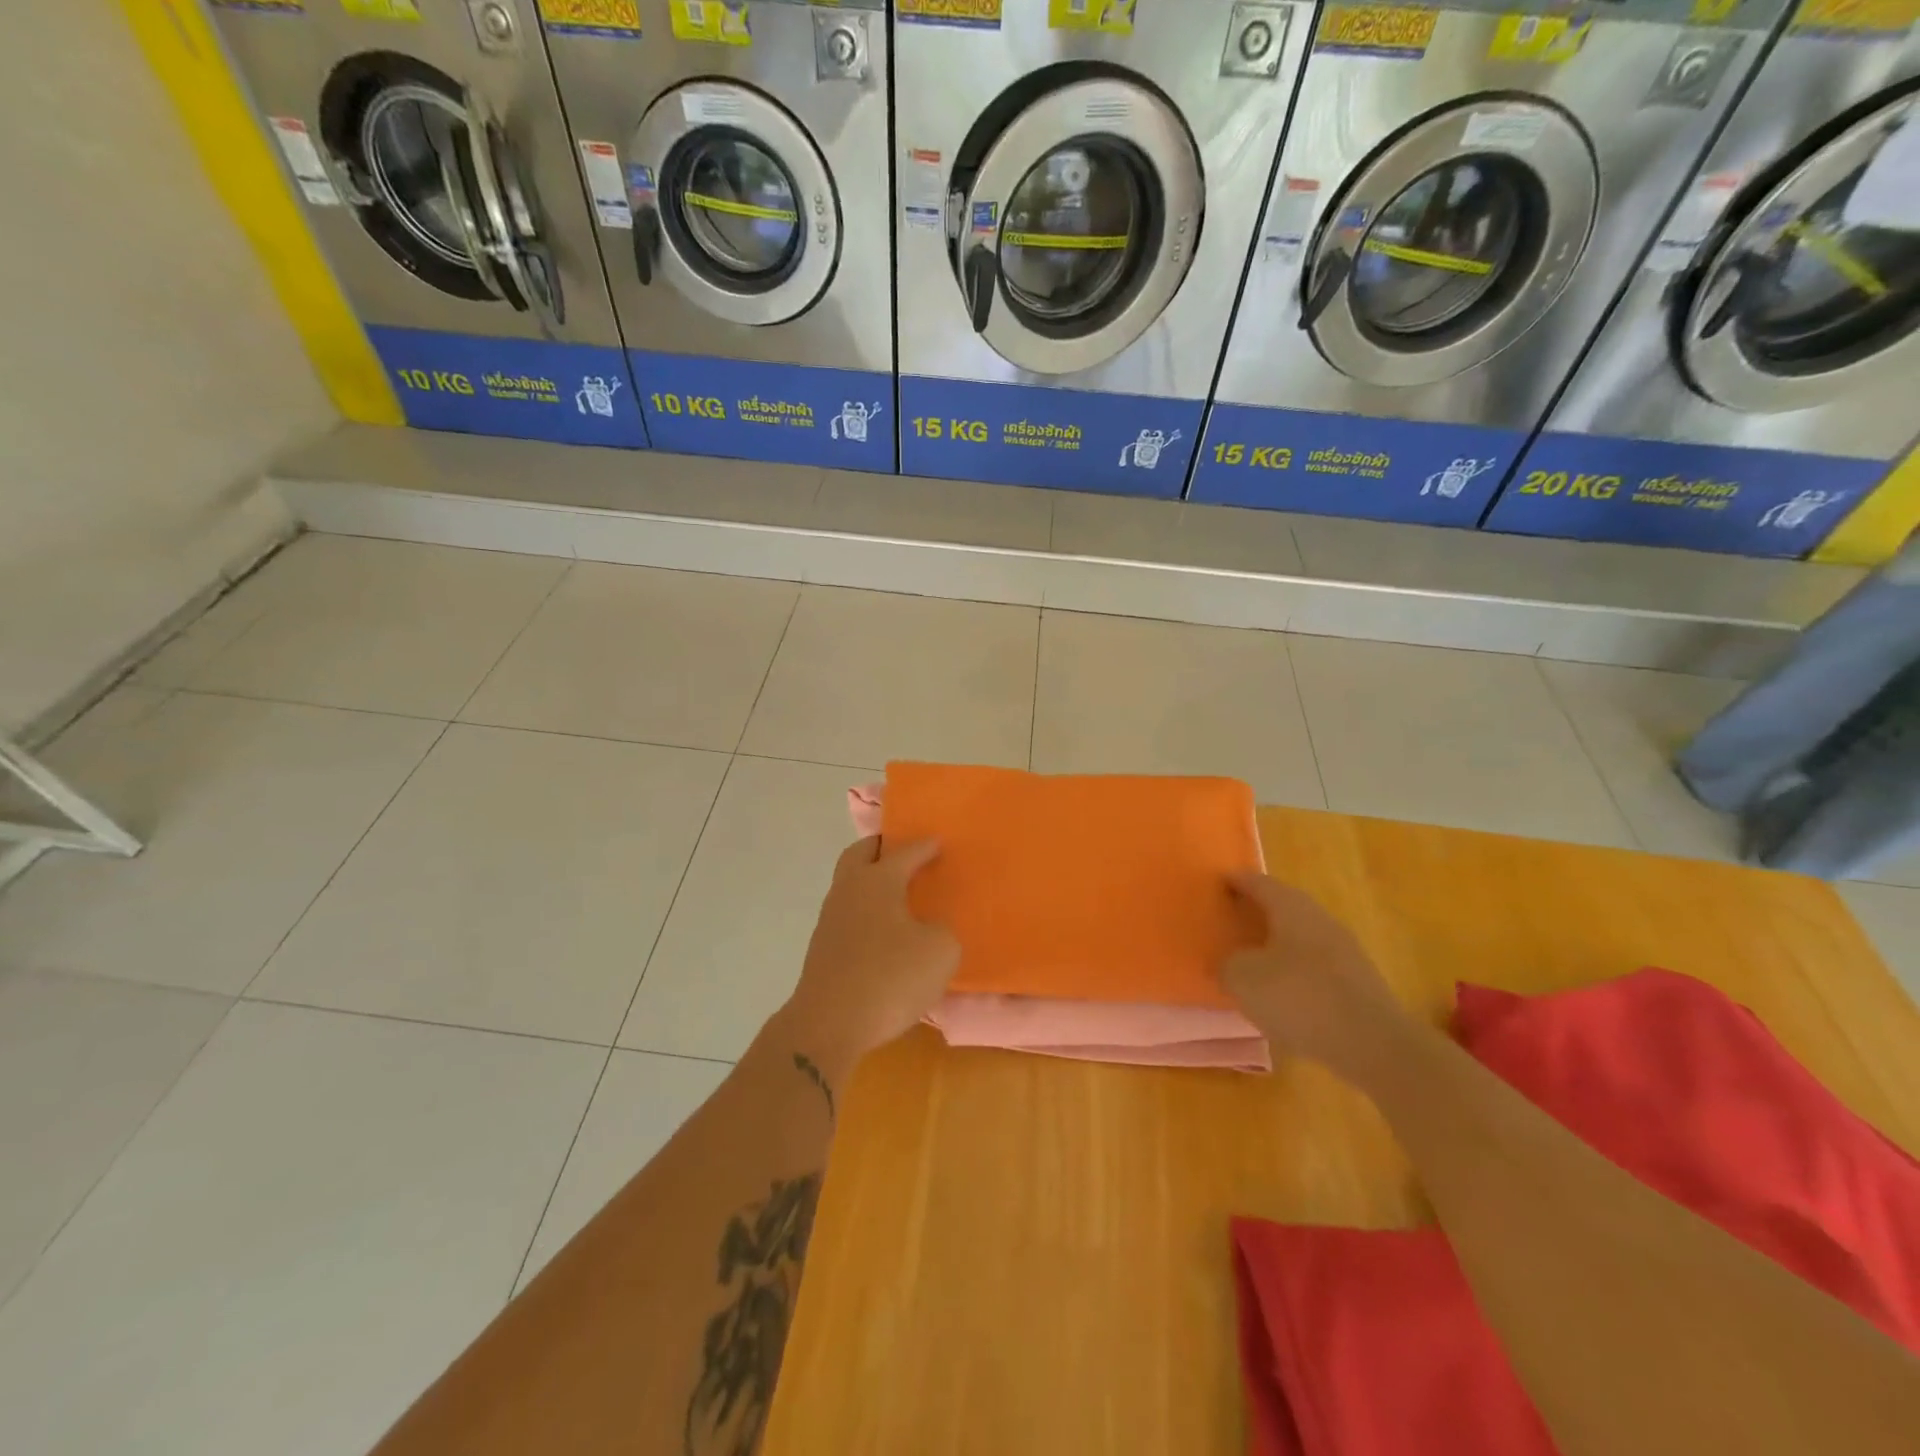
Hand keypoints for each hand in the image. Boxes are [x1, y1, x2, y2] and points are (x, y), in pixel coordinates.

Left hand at [779, 836, 958, 1076]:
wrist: (829, 1024)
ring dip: (871, 881)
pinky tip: (884, 931)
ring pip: (850, 884)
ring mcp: (830, 918)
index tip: (938, 843)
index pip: (905, 852)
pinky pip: (848, 914)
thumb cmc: (889, 977)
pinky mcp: (823, 947)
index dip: (925, 846)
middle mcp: (849, 889)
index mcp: (878, 880)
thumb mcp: (940, 952)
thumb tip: (930, 929)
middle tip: (905, 854)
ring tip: (898, 895)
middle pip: (861, 853)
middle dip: (882, 848)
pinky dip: (866, 911)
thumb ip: (942, 931)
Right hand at [1221, 873, 1408, 1080]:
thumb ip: (1227, 964)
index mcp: (1291, 908)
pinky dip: (1294, 968)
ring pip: (1300, 935)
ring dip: (1276, 942)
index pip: (1259, 882)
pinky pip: (1314, 963)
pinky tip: (1282, 991)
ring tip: (1252, 958)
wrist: (1374, 1045)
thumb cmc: (1299, 998)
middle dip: (1256, 910)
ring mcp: (1344, 950)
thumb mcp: (1243, 979)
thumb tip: (1229, 962)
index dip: (1236, 881)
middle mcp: (1320, 919)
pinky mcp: (1357, 981)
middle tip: (1230, 920)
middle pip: (1283, 906)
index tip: (1218, 883)